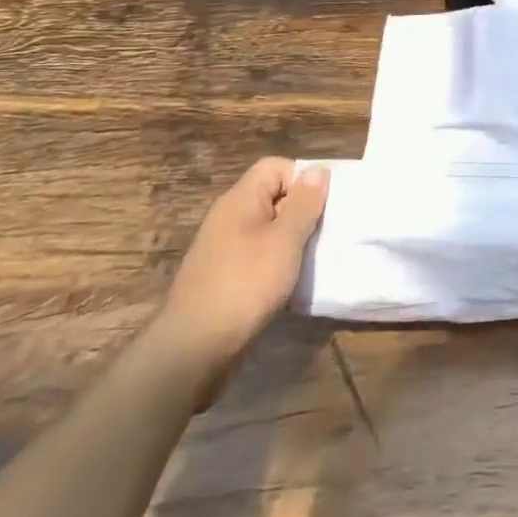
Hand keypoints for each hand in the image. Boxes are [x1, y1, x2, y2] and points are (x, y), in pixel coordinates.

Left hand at [148, 158, 329, 388]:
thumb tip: (317, 170)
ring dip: (290, 240)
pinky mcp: (223, 276)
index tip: (324, 204)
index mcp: (240, 199)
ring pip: (267, 228)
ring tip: (311, 257)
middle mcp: (228, 217)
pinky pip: (257, 255)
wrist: (193, 349)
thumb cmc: (245, 285)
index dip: (303, 178)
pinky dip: (276, 263)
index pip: (276, 166)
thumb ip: (304, 203)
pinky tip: (288, 282)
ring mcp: (223, 248)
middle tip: (324, 231)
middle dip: (301, 210)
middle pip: (273, 196)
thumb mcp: (285, 240)